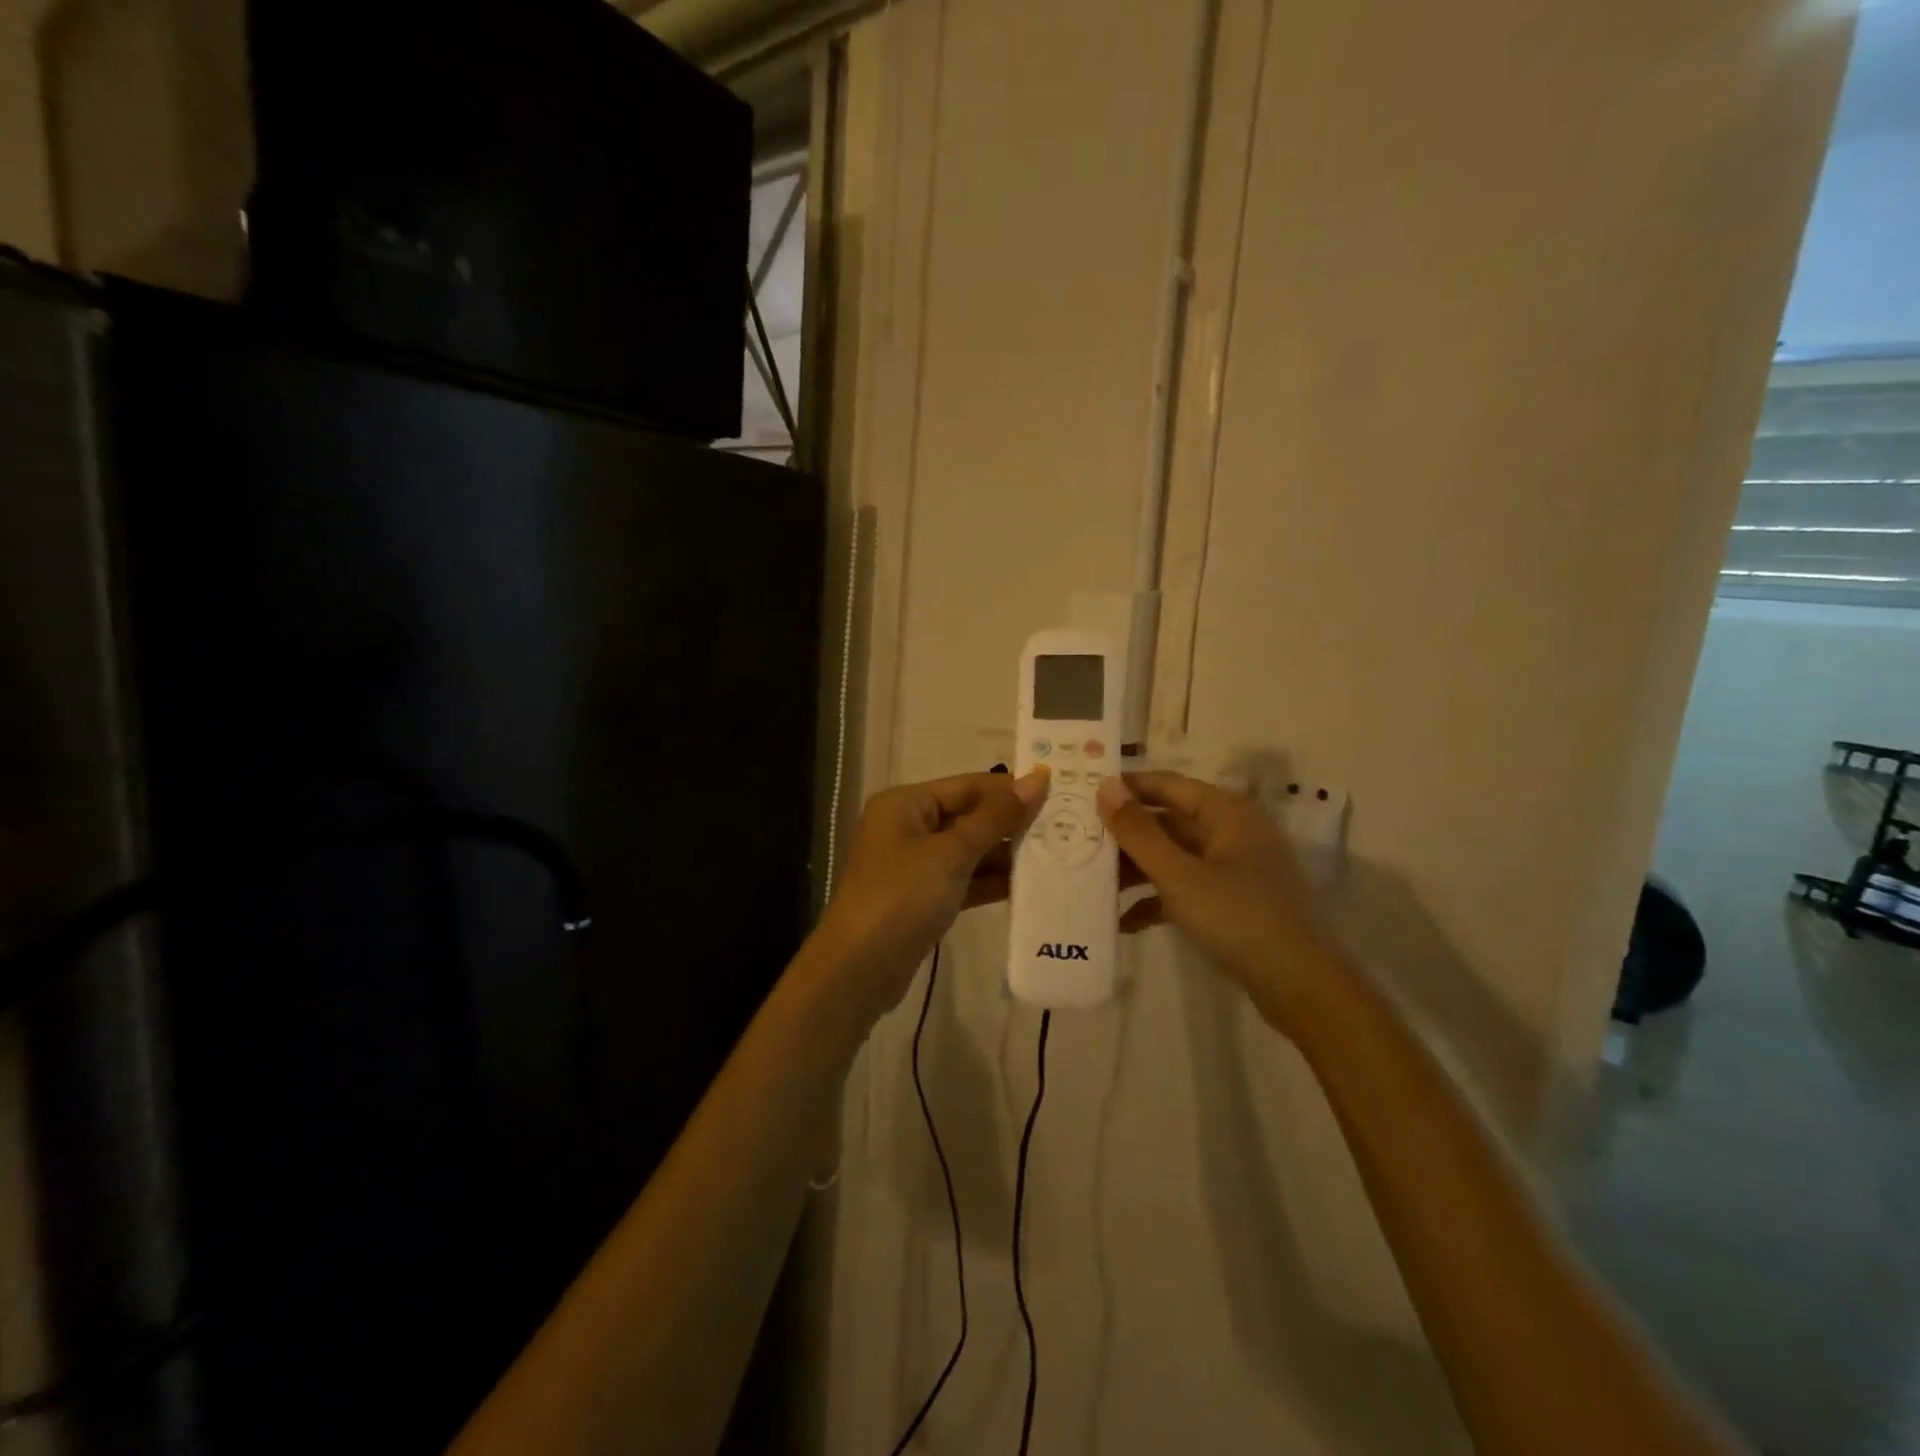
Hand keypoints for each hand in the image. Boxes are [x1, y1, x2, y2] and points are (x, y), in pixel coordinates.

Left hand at [812, 770, 1048, 1014]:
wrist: (860, 969)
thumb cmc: (902, 896)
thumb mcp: (952, 853)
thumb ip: (996, 817)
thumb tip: (1037, 780)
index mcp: (905, 804)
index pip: (966, 785)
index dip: (1009, 789)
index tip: (1056, 793)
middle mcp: (908, 827)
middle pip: (968, 816)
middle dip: (1010, 823)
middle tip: (1063, 826)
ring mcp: (915, 865)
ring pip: (969, 850)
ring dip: (1005, 855)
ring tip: (1056, 855)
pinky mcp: (924, 898)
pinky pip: (964, 879)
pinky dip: (991, 882)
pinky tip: (1029, 885)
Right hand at [1096, 771, 1339, 1029]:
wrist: (1297, 985)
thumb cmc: (1237, 917)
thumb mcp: (1178, 874)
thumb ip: (1138, 831)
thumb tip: (1105, 786)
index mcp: (1225, 812)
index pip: (1166, 784)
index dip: (1125, 787)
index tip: (1082, 794)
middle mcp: (1230, 831)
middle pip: (1167, 821)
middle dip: (1124, 835)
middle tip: (1077, 841)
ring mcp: (1232, 867)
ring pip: (1172, 856)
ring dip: (1135, 869)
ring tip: (1092, 883)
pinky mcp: (1230, 900)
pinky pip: (1184, 887)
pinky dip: (1156, 899)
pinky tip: (1123, 921)